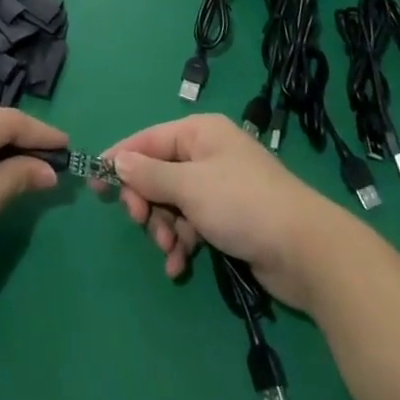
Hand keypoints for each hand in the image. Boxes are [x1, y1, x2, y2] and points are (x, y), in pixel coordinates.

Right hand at [100, 113, 358, 310]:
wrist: (304, 250)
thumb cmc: (242, 204)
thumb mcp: (190, 187)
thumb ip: (150, 175)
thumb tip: (118, 161)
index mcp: (199, 133)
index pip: (148, 140)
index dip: (121, 160)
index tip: (95, 184)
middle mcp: (208, 154)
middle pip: (159, 173)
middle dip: (147, 202)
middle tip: (141, 223)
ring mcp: (219, 187)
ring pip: (173, 203)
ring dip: (164, 228)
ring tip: (170, 251)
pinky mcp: (229, 219)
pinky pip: (192, 224)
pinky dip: (182, 243)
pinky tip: (179, 266)